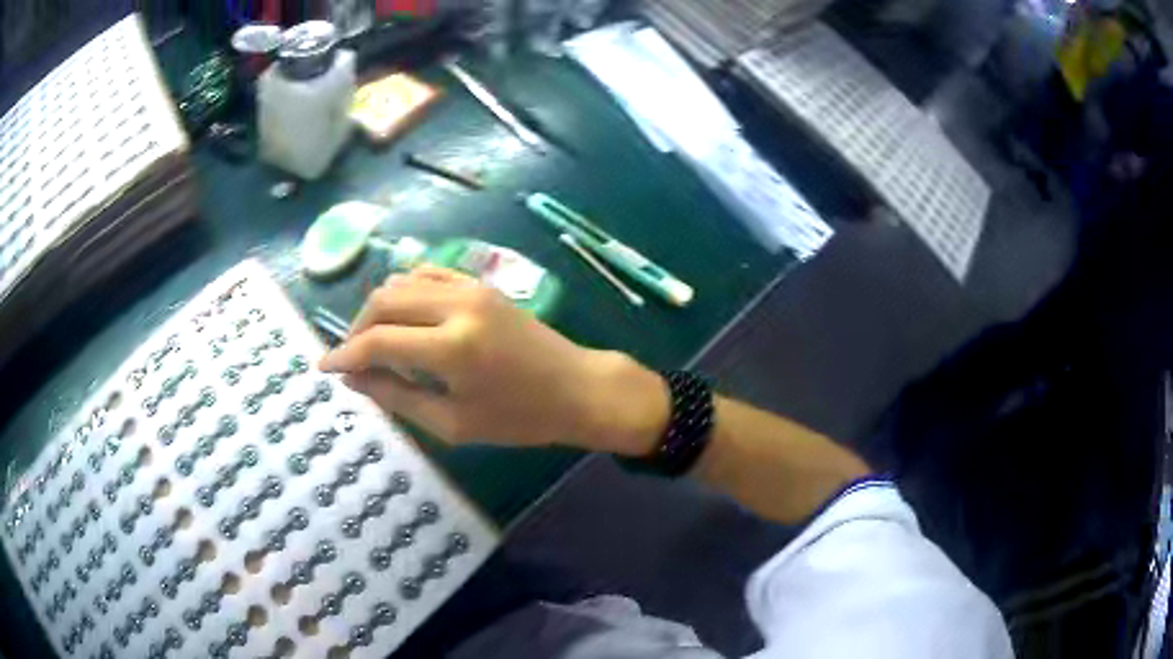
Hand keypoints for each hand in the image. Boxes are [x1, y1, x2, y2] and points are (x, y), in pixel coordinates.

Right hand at [319, 267, 668, 454]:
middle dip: (356, 329)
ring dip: (378, 309)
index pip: (377, 341)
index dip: (344, 355)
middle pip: (382, 301)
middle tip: (351, 360)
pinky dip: (404, 292)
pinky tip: (403, 318)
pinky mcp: (480, 282)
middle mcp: (456, 305)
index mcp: (451, 348)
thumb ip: (397, 397)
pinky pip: (427, 274)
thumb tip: (353, 379)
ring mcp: (470, 287)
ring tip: (376, 344)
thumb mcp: (454, 423)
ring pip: (401, 282)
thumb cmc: (519, 418)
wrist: (577, 387)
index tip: (324, 368)